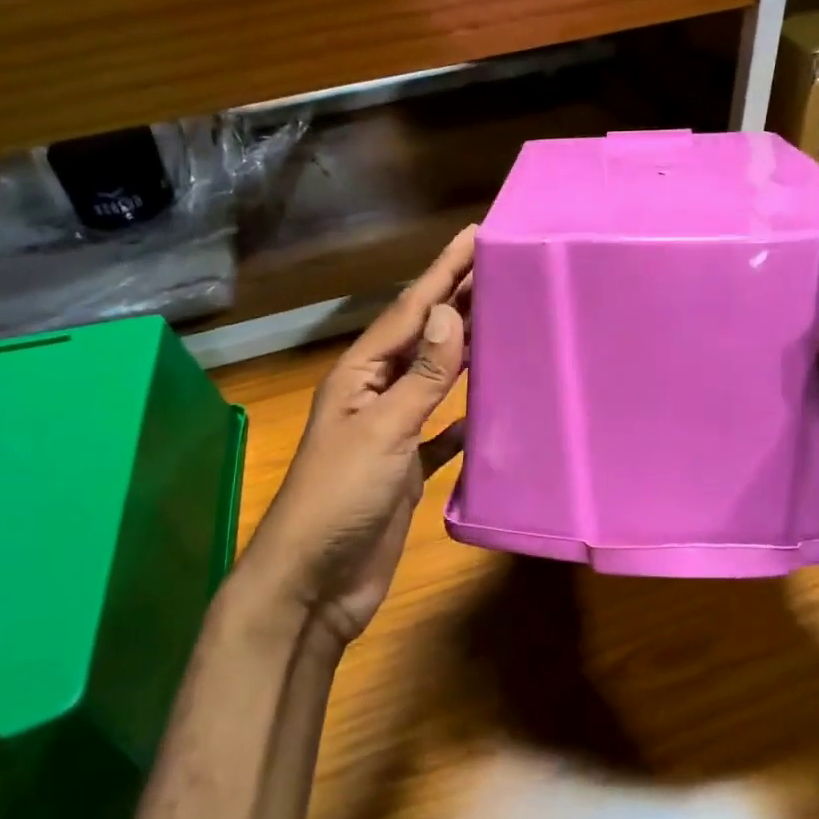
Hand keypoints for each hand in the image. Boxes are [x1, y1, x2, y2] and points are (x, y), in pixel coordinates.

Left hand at [246, 227, 473, 647]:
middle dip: (457, 299)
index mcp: (362, 373)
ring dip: (465, 349)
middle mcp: (376, 392)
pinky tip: (490, 401)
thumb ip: (422, 376)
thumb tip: (451, 314)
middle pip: (425, 336)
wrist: (315, 584)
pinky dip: (465, 414)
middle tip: (500, 265)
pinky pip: (443, 429)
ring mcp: (393, 429)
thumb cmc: (341, 499)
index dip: (443, 271)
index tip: (476, 235)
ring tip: (503, 317)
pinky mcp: (409, 465)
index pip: (411, 310)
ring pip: (436, 378)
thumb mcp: (383, 431)